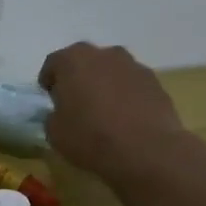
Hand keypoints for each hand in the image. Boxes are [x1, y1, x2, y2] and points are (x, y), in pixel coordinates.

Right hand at [38, 42, 191, 176]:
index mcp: (73, 60)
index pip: (53, 63)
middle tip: (75, 102)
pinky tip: (126, 119)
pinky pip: (132, 85)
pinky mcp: (156, 83)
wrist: (148, 151)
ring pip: (111, 71)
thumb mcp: (54, 132)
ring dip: (104, 85)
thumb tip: (61, 114)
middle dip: (78, 78)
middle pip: (85, 62)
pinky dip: (126, 96)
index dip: (49, 82)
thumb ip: (53, 115)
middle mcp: (104, 54)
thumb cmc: (91, 137)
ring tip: (104, 111)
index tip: (50, 99)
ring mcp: (134, 66)